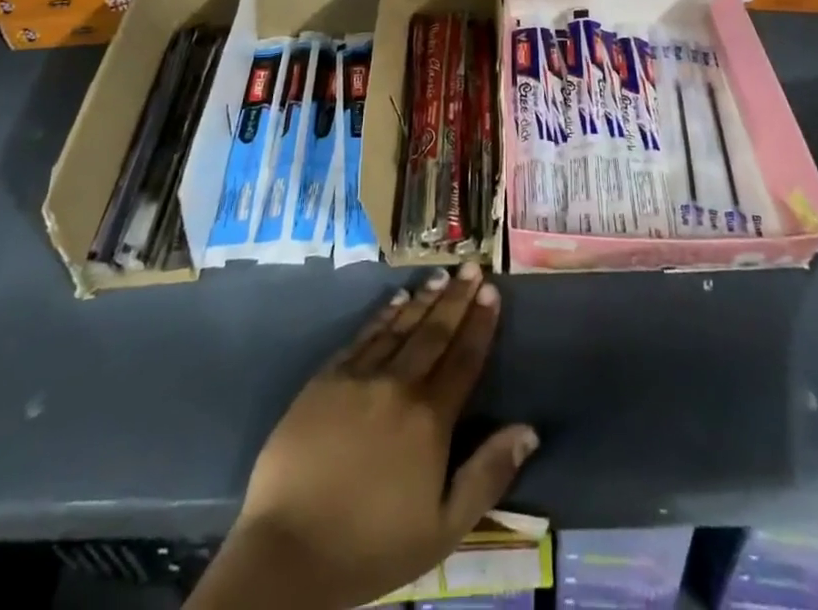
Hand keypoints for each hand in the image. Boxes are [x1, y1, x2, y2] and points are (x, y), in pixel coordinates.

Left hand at [214, 262, 537, 609]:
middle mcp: (398, 385)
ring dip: (423, 299)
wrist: (289, 551)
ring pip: (400, 327)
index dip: (480, 324)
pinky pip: (362, 336)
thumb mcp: (443, 528)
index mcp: (430, 419)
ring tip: (441, 275)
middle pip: (435, 333)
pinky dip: (383, 315)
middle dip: (457, 298)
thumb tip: (528, 430)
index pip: (464, 359)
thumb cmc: (372, 547)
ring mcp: (359, 377)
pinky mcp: (326, 379)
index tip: (492, 292)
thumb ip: (487, 474)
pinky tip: (396, 299)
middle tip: (472, 266)